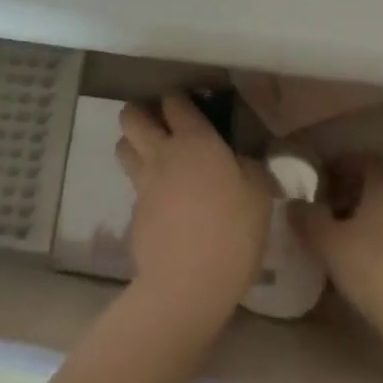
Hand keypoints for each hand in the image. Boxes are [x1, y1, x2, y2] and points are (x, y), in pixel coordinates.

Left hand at [116, 95, 272, 333]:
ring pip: (123, 147)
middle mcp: (162, 153)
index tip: (189, 103)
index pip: (174, 101)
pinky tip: (163, 200)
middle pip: (131, 116)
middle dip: (141, 112)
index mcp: (195, 140)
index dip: (178, 98)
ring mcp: (143, 183)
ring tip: (154, 155)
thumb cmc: (232, 232)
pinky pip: (133, 186)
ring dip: (134, 143)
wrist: (188, 284)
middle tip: (160, 123)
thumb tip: (241, 161)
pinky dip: (143, 184)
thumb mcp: (259, 195)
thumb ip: (249, 168)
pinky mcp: (133, 212)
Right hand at [292, 156, 382, 345]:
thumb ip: (308, 220)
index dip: (340, 163)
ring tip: (331, 238)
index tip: (318, 176)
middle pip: (374, 187)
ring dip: (358, 220)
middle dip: (346, 193)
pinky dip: (372, 242)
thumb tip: (293, 204)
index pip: (364, 160)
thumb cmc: (374, 267)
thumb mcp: (330, 243)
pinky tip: (354, 264)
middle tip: (319, 207)